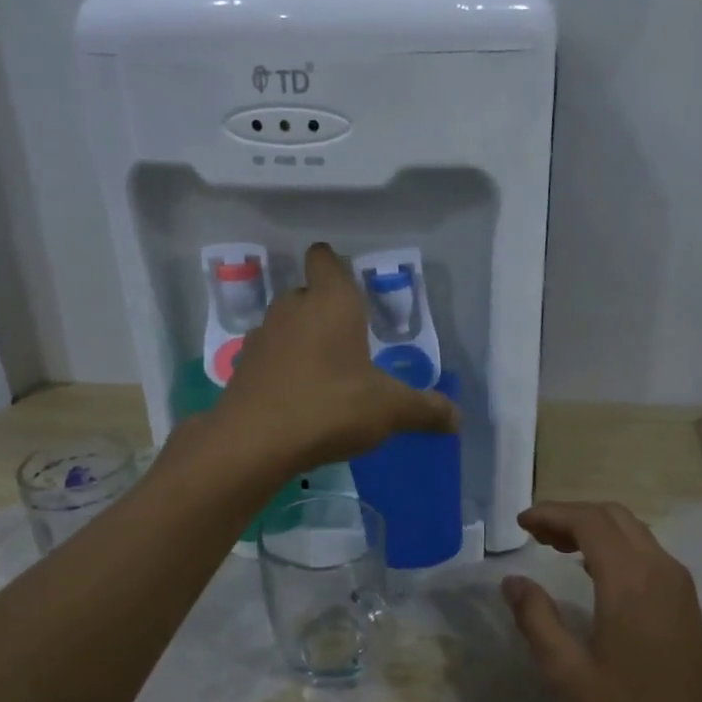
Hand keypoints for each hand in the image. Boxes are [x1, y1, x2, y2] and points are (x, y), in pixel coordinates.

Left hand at [218, 243, 458, 472]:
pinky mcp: (243, 368)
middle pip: (307, 294)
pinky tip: (300, 397)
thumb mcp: (389, 409)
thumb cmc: (329, 406)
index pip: (325, 260)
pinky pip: (271, 358)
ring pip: (287, 326)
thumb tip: (458, 420)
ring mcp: (262, 338)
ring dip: (304, 340)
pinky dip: (284, 369)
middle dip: (326, 310)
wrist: (253, 442)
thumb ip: (424, 410)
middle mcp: (292, 309)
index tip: (347, 281)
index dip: (333, 264)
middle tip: (352, 338)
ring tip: (328, 372)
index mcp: (331, 302)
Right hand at [502, 502, 701, 701]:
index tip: (520, 523)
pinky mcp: (685, 602)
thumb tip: (513, 581)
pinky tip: (592, 572)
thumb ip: (536, 620)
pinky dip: (614, 546)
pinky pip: (646, 552)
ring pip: (633, 531)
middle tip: (535, 534)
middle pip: (613, 516)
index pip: (588, 521)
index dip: (551, 514)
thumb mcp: (568, 674)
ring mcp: (678, 584)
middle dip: (571, 515)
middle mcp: (659, 569)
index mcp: (629, 580)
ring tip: (556, 547)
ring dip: (594, 529)